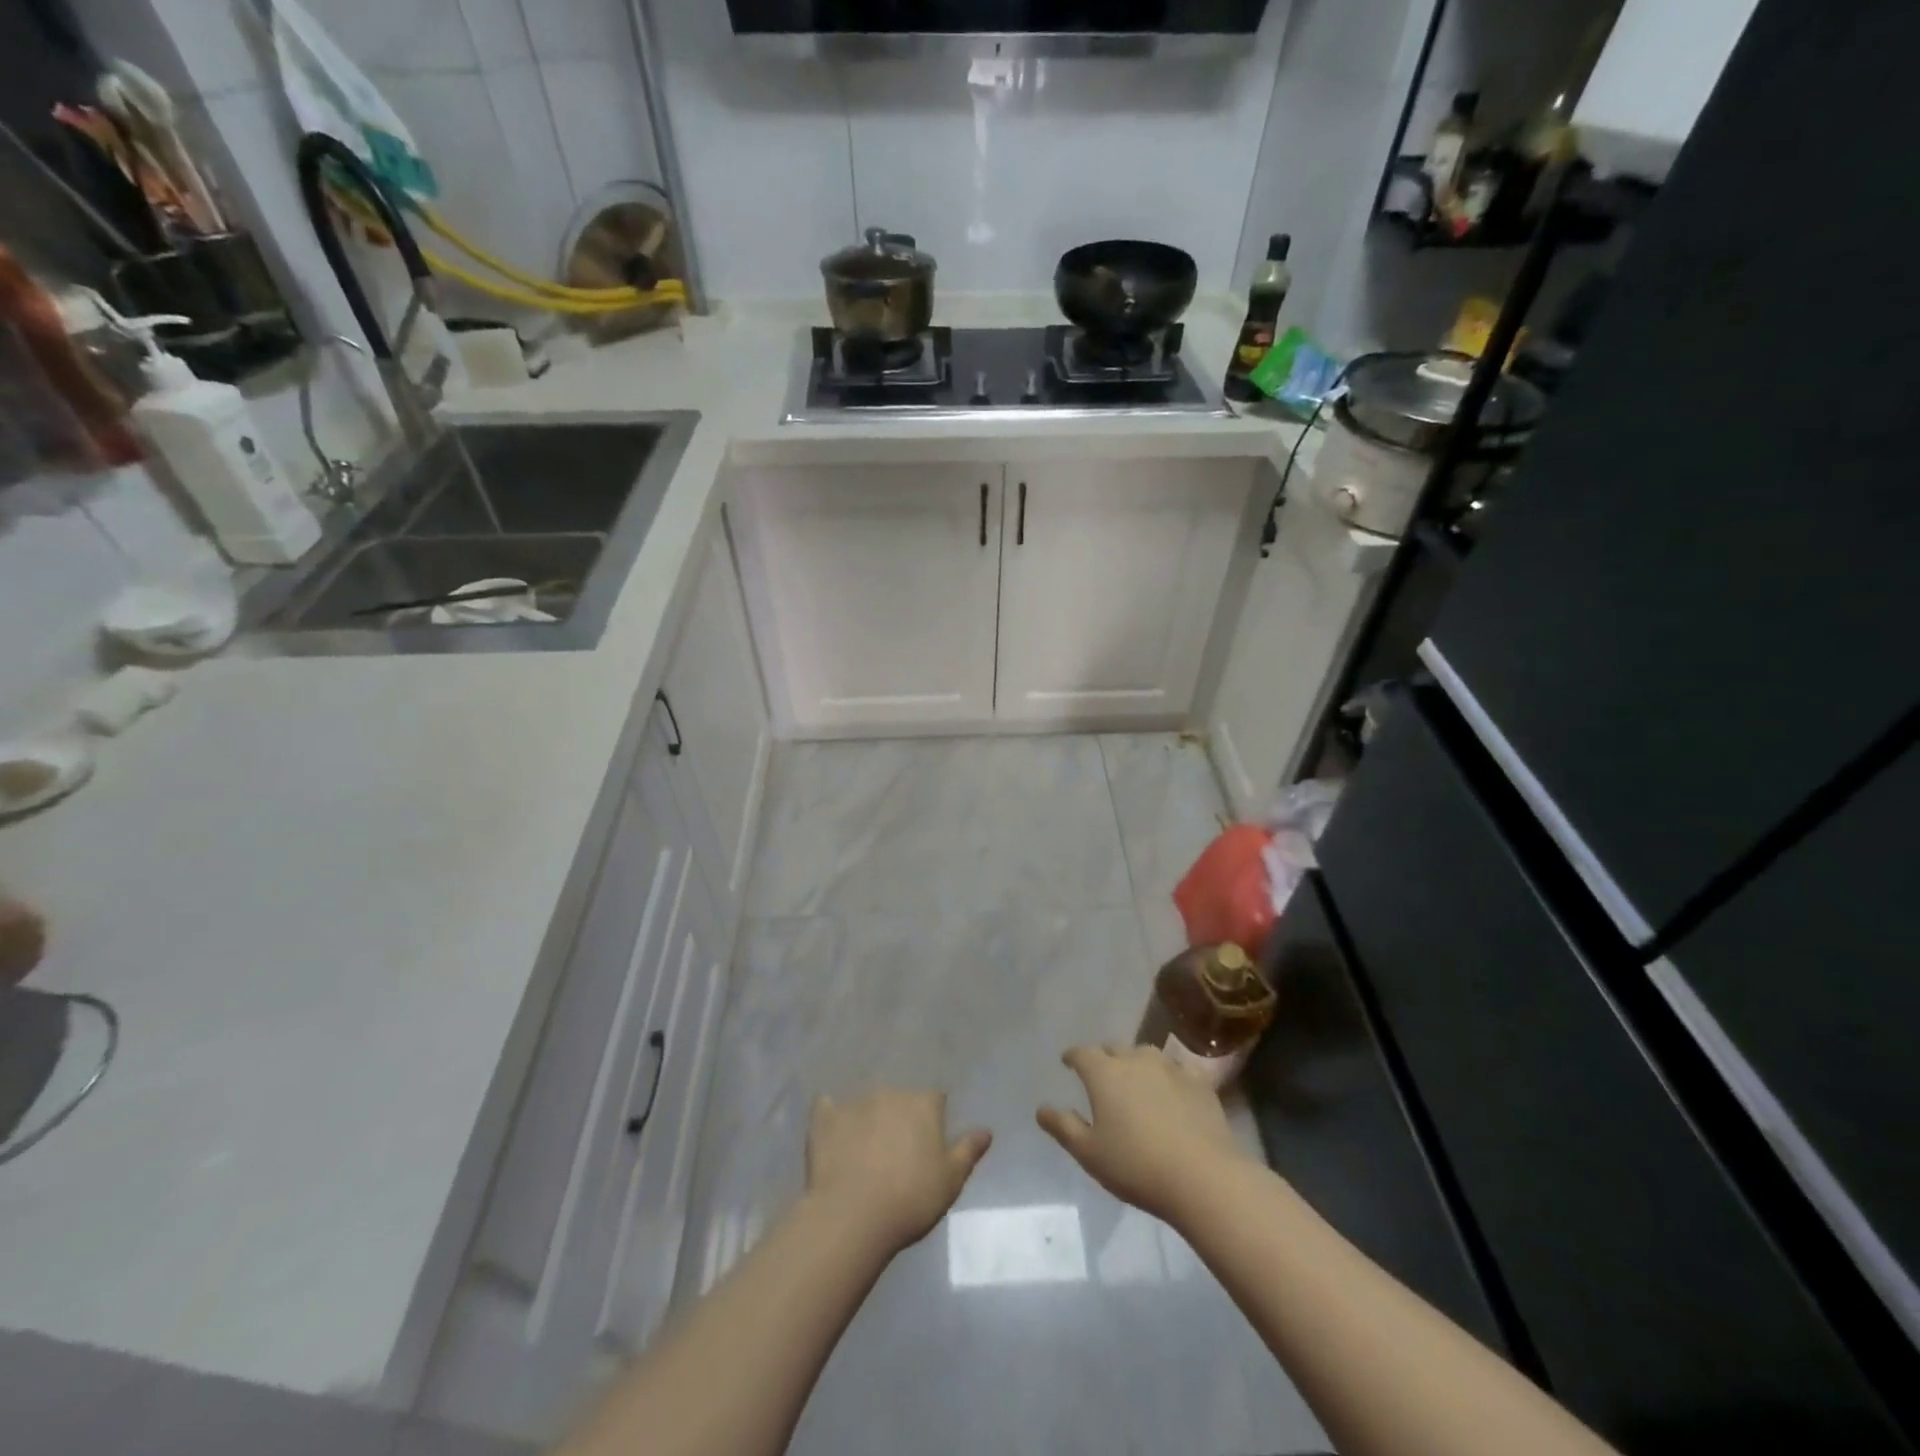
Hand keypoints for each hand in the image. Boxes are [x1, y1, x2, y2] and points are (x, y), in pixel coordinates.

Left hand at [805, 1088, 990, 1252]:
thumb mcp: (951, 1181)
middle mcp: (890, 1093)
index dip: (933, 1120)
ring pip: (866, 1105)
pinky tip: (831, 1134)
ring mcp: (854, 1102)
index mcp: (923, 1103)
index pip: (935, 1100)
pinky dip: (832, 1118)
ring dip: (868, 1120)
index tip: (928, 1146)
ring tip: (863, 1153)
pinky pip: (827, 1108)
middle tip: (896, 1153)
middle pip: (899, 1099)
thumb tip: (986, 1130)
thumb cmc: (910, 1199)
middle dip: (899, 1118)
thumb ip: (968, 1151)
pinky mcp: (824, 1117)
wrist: (852, 1216)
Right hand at [1038, 1045, 1247, 1222]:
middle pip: (1114, 1048)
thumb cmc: (1137, 1166)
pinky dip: (1169, 1076)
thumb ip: (1063, 1127)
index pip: (1081, 1053)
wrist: (1203, 1177)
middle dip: (1104, 1058)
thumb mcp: (1090, 1153)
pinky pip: (1177, 1069)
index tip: (1068, 1063)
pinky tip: (1172, 1090)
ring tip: (1135, 1081)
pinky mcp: (1199, 1082)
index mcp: (1104, 1073)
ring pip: (1146, 1054)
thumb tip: (1041, 1109)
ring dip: (1136, 1063)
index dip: (1073, 1056)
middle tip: (1101, 1076)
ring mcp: (1170, 1067)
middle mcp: (1135, 1060)